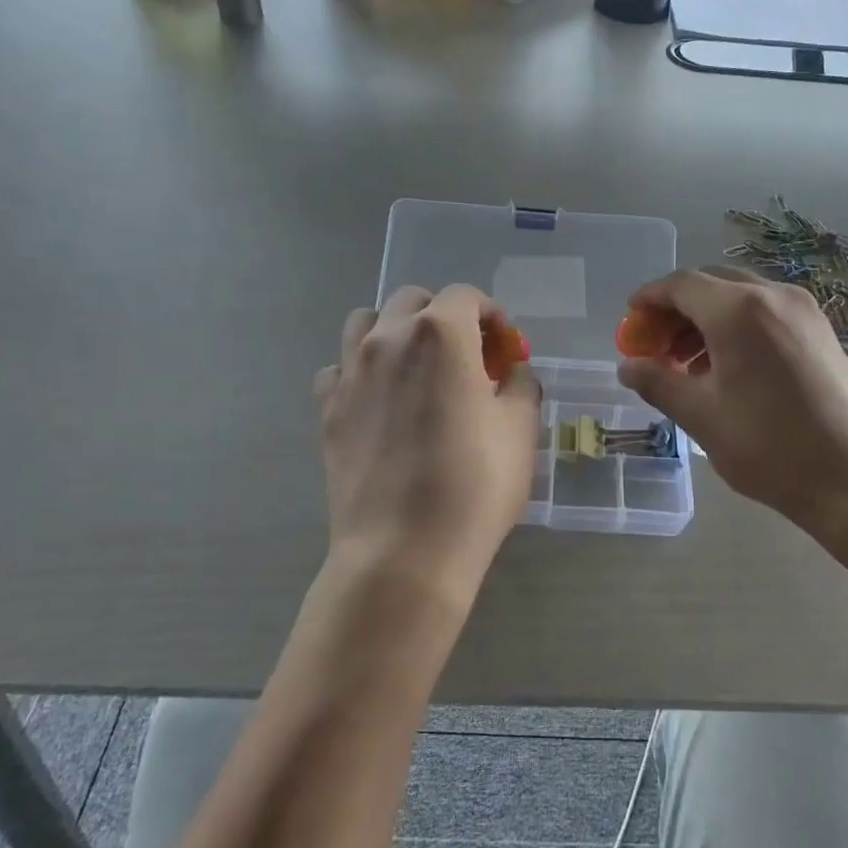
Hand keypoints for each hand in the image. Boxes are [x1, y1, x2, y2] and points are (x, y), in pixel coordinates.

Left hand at [316, 285, 540, 598]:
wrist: (404, 551)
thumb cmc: (475, 485)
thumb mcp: (521, 430)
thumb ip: (521, 384)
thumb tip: (512, 371)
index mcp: (441, 334)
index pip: (466, 296)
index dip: (492, 315)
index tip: (504, 348)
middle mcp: (388, 338)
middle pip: (414, 299)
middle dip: (445, 316)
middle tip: (467, 357)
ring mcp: (349, 372)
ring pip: (366, 322)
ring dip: (395, 331)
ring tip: (417, 369)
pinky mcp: (327, 408)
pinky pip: (340, 368)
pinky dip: (361, 371)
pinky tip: (380, 402)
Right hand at [616, 267, 847, 526]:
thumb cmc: (769, 447)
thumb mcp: (701, 416)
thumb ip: (658, 382)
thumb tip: (627, 367)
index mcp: (739, 311)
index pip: (681, 285)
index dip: (649, 299)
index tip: (630, 323)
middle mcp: (773, 296)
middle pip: (711, 283)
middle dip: (676, 309)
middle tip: (655, 346)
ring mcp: (803, 311)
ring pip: (740, 296)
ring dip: (705, 318)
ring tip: (686, 363)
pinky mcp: (820, 330)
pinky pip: (766, 312)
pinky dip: (736, 326)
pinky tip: (726, 367)